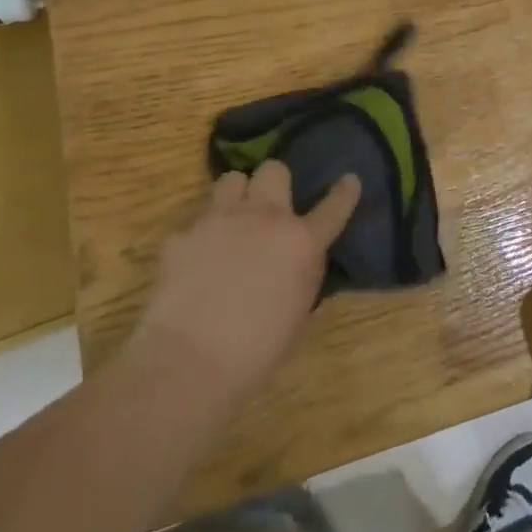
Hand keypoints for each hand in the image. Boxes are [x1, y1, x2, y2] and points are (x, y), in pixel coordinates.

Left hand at [126, 160, 360, 411]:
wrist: (189, 362)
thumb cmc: (256, 351)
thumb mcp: (298, 313)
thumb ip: (303, 275)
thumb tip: (302, 261)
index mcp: (301, 242)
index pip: (333, 207)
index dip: (345, 192)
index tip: (349, 180)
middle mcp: (264, 218)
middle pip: (274, 170)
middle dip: (274, 183)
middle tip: (269, 208)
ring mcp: (219, 219)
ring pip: (232, 179)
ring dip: (236, 197)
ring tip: (231, 221)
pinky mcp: (182, 234)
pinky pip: (194, 220)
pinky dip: (198, 235)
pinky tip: (194, 259)